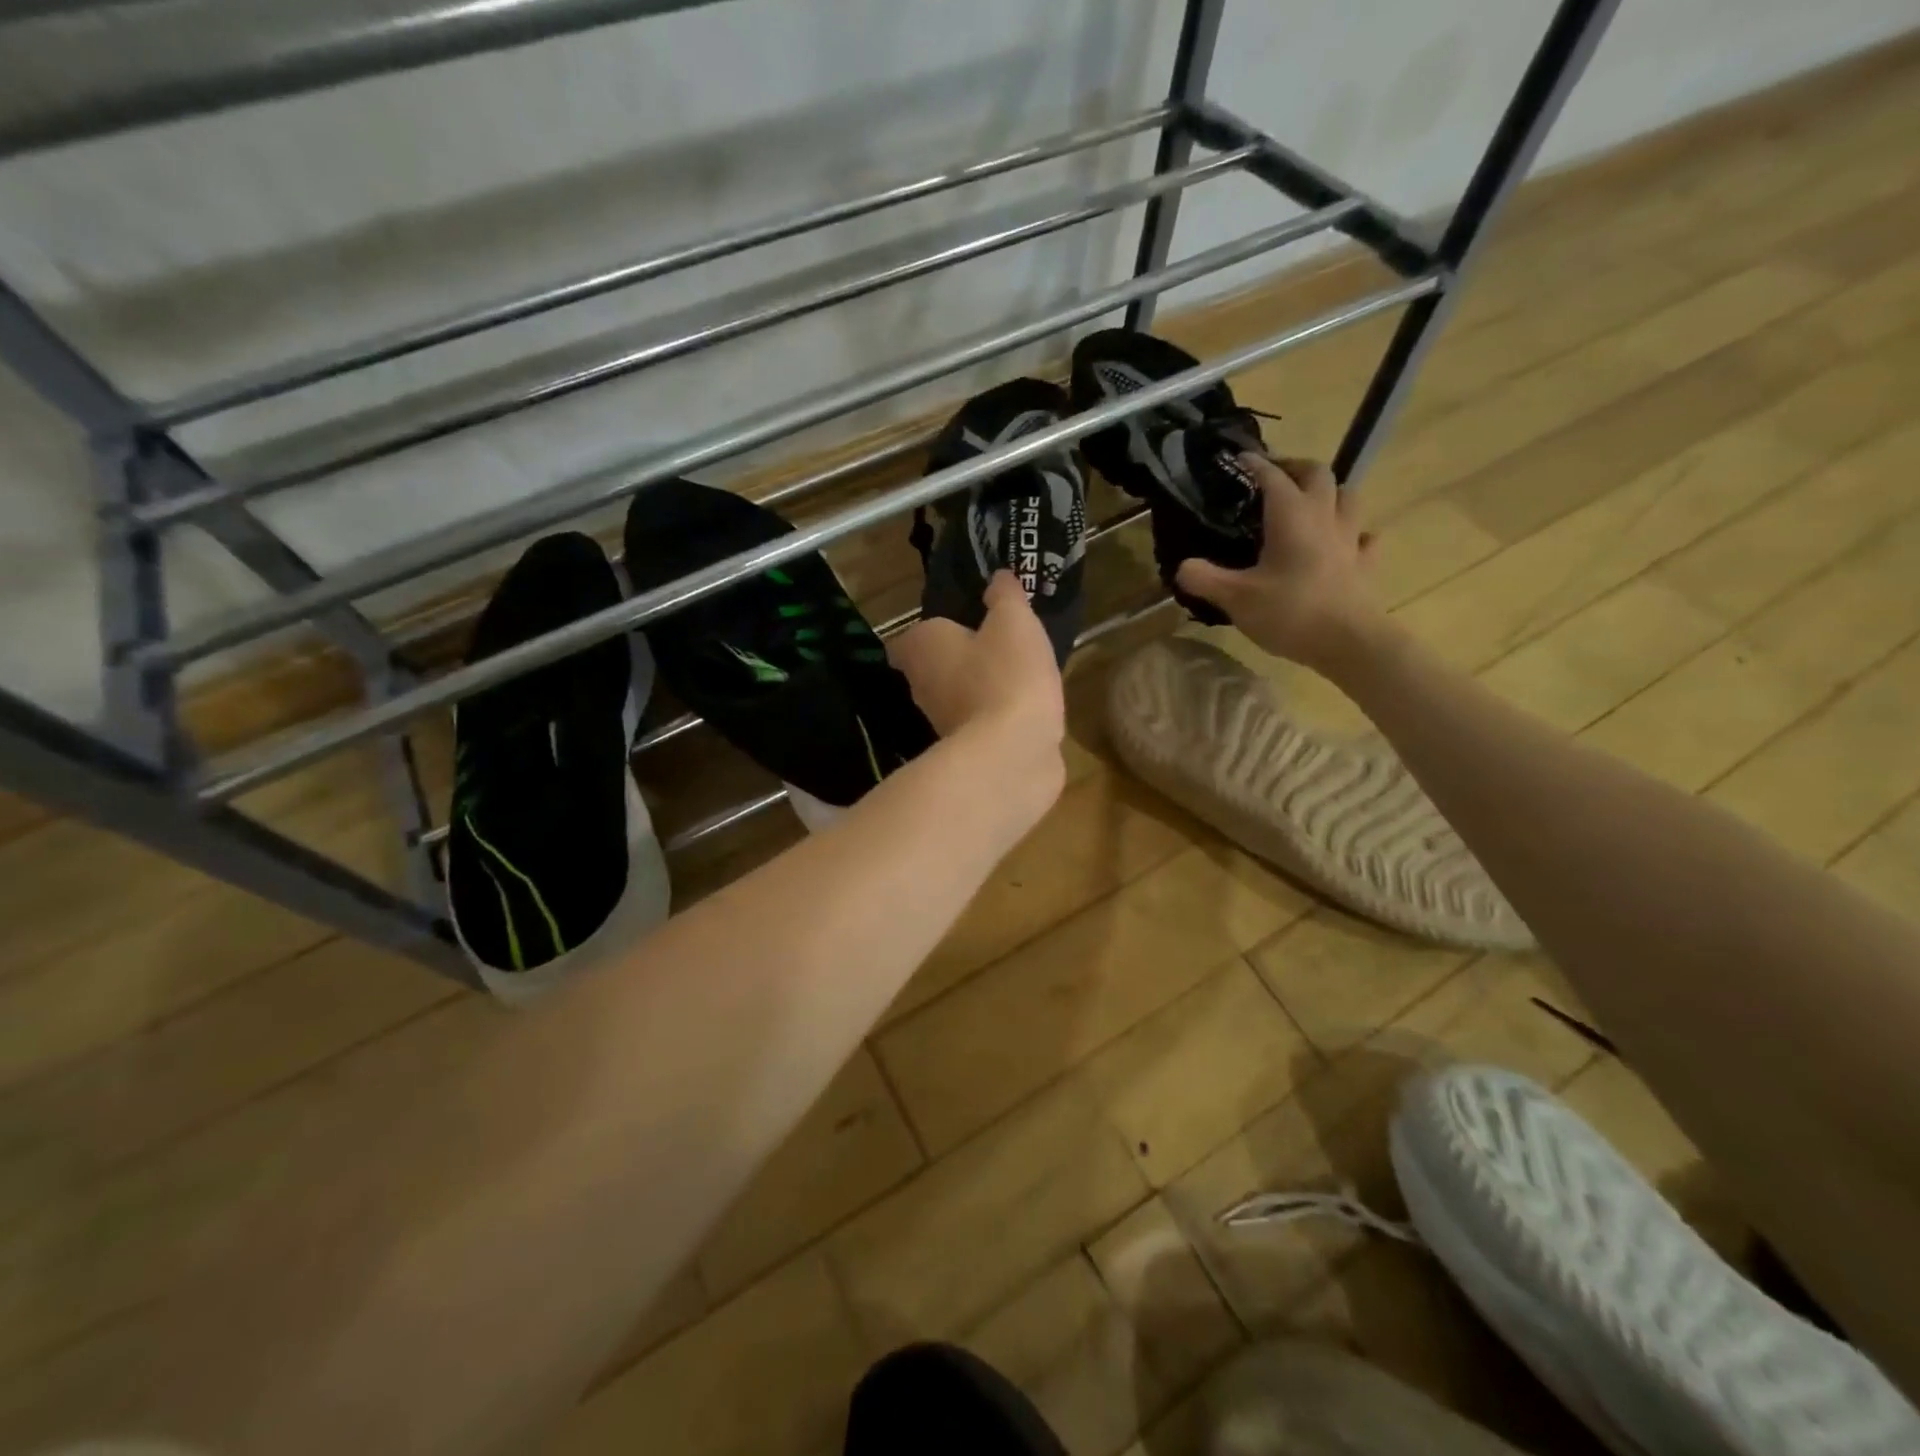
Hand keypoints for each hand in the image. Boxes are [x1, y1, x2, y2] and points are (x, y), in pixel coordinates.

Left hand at [890, 571, 1065, 767]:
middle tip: (992, 644)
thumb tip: (998, 577)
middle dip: (956, 659)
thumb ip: (1005, 596)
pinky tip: (1022, 707)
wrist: (1012, 753)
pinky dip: (993, 715)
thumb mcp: (1014, 622)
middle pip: (932, 668)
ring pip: (955, 697)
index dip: (931, 631)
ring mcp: (941, 723)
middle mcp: (921, 686)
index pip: (909, 639)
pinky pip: (978, 723)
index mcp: (921, 648)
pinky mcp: (966, 751)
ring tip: (1013, 673)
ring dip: (976, 688)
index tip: (959, 625)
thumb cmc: (1006, 674)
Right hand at [1174, 456, 1385, 676]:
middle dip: (1295, 467)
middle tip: (1276, 475)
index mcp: (1291, 516)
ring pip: (1348, 496)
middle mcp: (1324, 516)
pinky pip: (1364, 537)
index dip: (1255, 464)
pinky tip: (1344, 542)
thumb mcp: (1236, 599)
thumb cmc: (1290, 613)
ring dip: (1329, 491)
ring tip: (1311, 501)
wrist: (1349, 642)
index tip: (1239, 458)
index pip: (1272, 477)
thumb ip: (1205, 579)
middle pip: (1317, 474)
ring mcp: (1350, 539)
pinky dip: (1353, 532)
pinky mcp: (1365, 564)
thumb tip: (1182, 567)